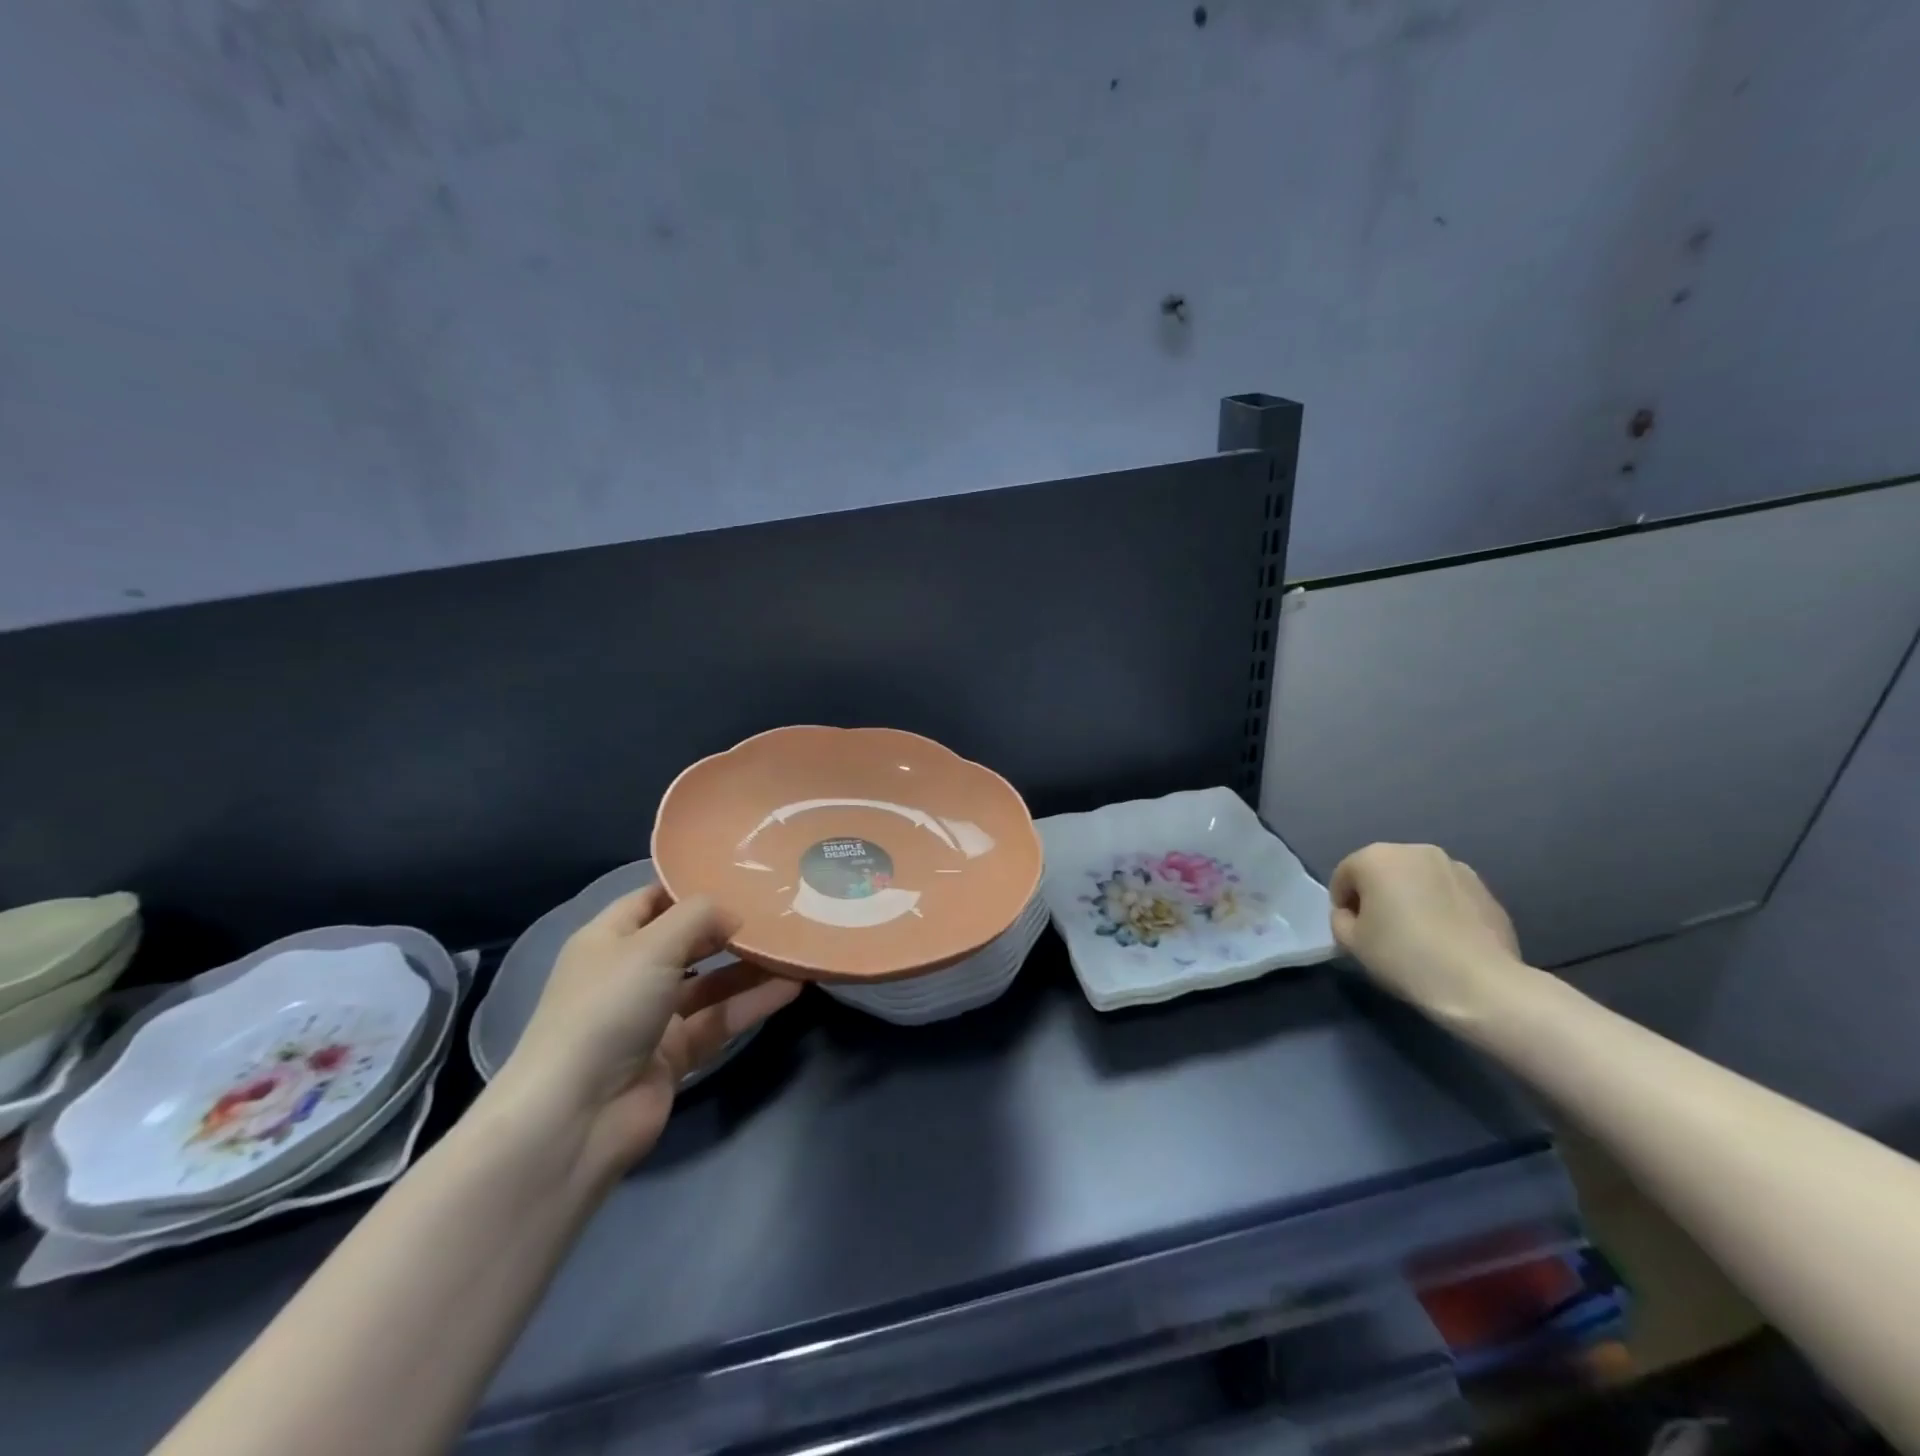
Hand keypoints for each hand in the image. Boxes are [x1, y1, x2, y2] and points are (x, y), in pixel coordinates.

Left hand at [496, 887, 800, 1184]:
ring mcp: (653, 1017)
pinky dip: (753, 1002)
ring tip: (796, 946)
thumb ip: (699, 917)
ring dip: (750, 966)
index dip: (691, 886)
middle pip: (687, 941)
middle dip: (729, 926)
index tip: (740, 873)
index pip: (652, 899)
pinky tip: (792, 985)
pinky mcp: (675, 1054)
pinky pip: (720, 1019)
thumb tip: (734, 914)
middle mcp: (630, 974)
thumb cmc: (607, 1009)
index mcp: (609, 940)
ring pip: (710, 982)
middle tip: (779, 909)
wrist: (578, 1116)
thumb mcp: (652, 945)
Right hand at [1329, 843, 1527, 1019]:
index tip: (1352, 932)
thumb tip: (1353, 915)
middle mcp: (1416, 851)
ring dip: (1410, 899)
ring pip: (1417, 880)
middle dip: (1377, 896)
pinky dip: (1440, 908)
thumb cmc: (1404, 956)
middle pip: (1382, 871)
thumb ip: (1340, 919)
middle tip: (1381, 932)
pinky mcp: (1486, 890)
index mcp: (1377, 858)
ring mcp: (1456, 867)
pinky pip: (1447, 894)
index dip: (1342, 904)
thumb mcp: (1350, 942)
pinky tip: (1446, 940)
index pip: (1344, 875)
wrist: (1481, 984)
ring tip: (1417, 935)